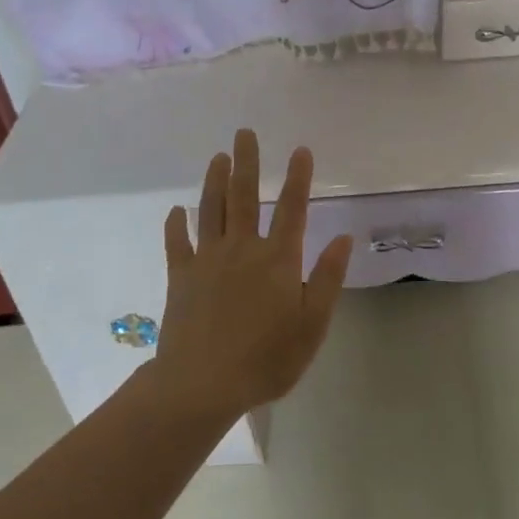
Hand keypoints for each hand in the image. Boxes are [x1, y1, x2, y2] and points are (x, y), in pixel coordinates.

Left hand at [152, 129, 351, 419]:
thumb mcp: (312, 324)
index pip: (292, 208)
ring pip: (211, 210)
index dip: (298, 177)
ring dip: (215, 181)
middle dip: (247, 162)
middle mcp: (242, 249)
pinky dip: (176, 225)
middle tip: (244, 133)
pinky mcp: (180, 277)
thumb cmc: (266, 358)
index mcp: (278, 259)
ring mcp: (207, 260)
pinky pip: (177, 243)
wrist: (201, 385)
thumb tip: (343, 237)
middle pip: (245, 196)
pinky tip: (176, 211)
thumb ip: (327, 278)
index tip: (300, 149)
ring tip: (218, 157)